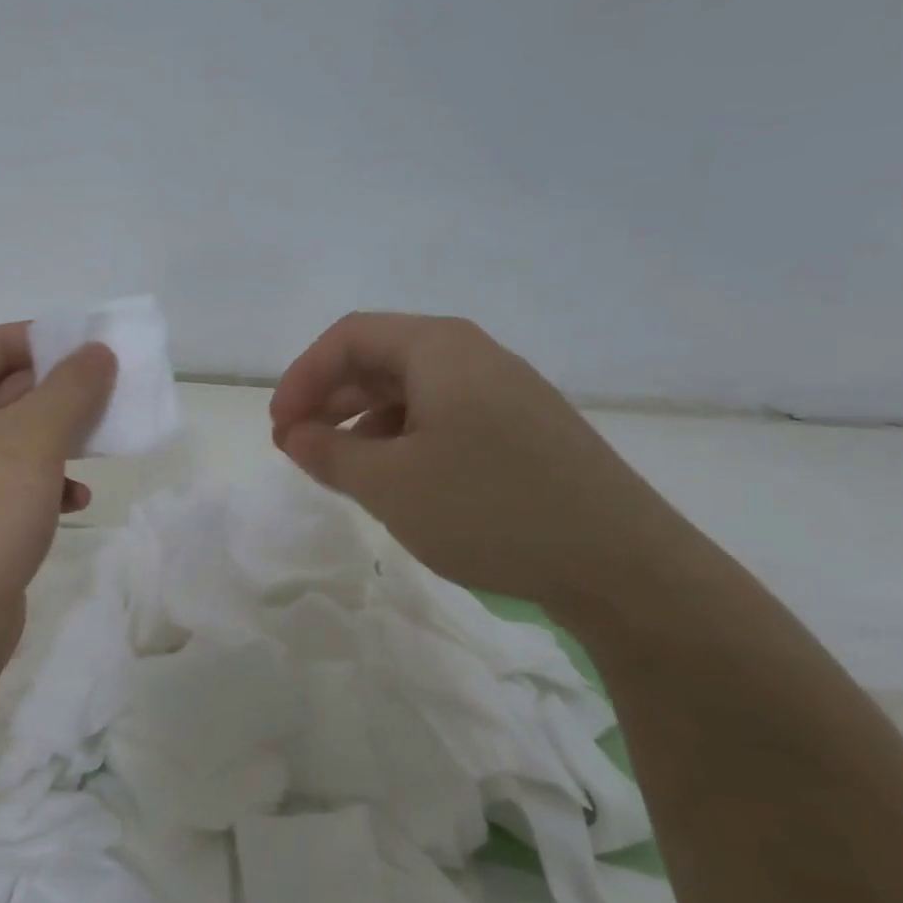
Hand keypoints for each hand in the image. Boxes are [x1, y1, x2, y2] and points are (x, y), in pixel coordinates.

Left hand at [0, 323, 116, 666]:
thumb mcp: (36, 435)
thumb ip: (72, 386)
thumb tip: (98, 352)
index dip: (43, 340)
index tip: (93, 348)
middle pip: (5, 390)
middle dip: (59, 393)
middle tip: (109, 393)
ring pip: (15, 439)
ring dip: (59, 439)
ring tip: (100, 444)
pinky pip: (12, 482)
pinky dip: (46, 483)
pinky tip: (77, 501)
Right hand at [270, 313, 693, 616]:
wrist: (622, 565)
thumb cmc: (489, 510)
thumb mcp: (388, 484)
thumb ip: (328, 453)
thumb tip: (294, 435)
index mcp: (440, 349)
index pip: (349, 338)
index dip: (302, 377)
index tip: (280, 428)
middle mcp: (475, 356)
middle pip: (381, 358)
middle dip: (329, 398)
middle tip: (297, 447)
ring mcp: (506, 393)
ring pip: (411, 390)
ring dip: (362, 421)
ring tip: (338, 467)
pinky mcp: (524, 430)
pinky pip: (444, 416)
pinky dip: (402, 438)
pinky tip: (395, 479)